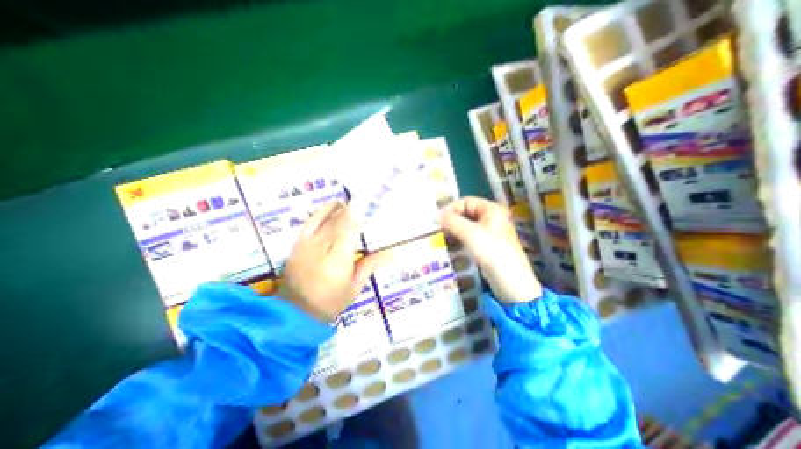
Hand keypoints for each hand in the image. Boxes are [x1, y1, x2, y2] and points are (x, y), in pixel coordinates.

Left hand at [280, 203, 393, 321]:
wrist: (295, 311)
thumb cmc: (330, 301)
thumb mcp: (354, 286)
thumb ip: (370, 265)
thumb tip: (392, 254)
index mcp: (339, 257)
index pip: (350, 228)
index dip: (357, 212)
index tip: (367, 200)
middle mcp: (323, 245)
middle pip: (339, 220)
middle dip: (352, 209)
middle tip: (365, 201)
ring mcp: (308, 242)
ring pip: (326, 218)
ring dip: (339, 208)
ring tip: (350, 202)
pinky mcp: (299, 242)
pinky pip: (311, 221)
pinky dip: (323, 211)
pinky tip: (332, 207)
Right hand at [437, 197, 544, 305]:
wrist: (510, 280)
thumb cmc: (491, 251)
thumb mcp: (470, 233)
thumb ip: (452, 221)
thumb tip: (437, 214)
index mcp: (492, 209)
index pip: (466, 202)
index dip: (451, 208)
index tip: (437, 219)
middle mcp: (492, 217)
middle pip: (467, 213)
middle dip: (452, 220)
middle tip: (438, 228)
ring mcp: (490, 232)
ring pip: (467, 226)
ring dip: (454, 230)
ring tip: (442, 236)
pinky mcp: (487, 245)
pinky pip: (470, 236)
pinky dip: (460, 238)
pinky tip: (451, 244)